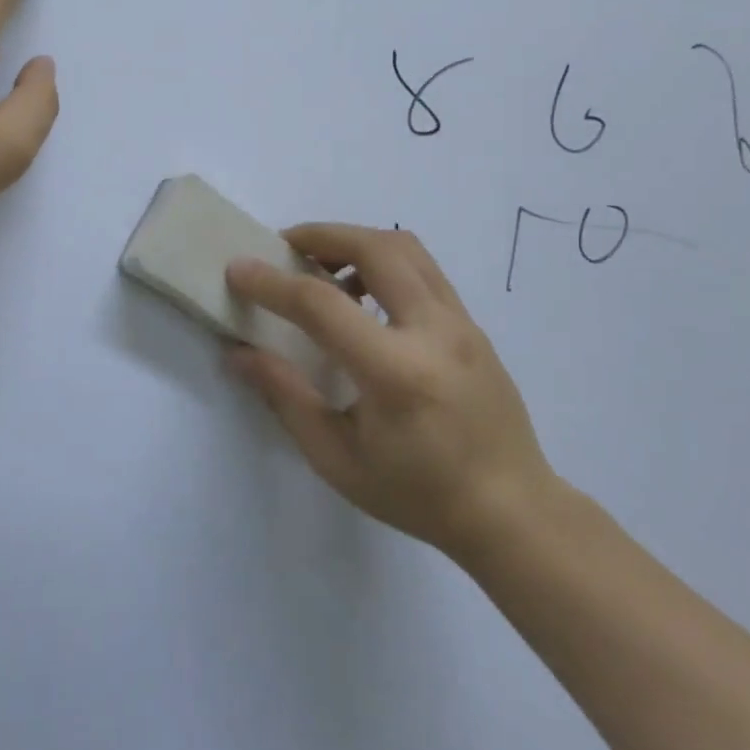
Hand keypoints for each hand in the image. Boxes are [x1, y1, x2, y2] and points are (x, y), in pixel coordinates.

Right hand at [225, 224, 557, 561]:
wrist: (513, 513)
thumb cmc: (418, 494)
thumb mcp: (336, 458)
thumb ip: (285, 397)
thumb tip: (239, 353)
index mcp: (395, 372)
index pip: (323, 305)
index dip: (272, 283)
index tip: (237, 268)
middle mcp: (434, 331)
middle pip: (375, 247)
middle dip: (320, 236)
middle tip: (283, 248)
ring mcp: (461, 322)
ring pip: (405, 247)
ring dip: (355, 241)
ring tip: (322, 268)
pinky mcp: (472, 324)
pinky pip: (422, 269)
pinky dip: (382, 261)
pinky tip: (361, 297)